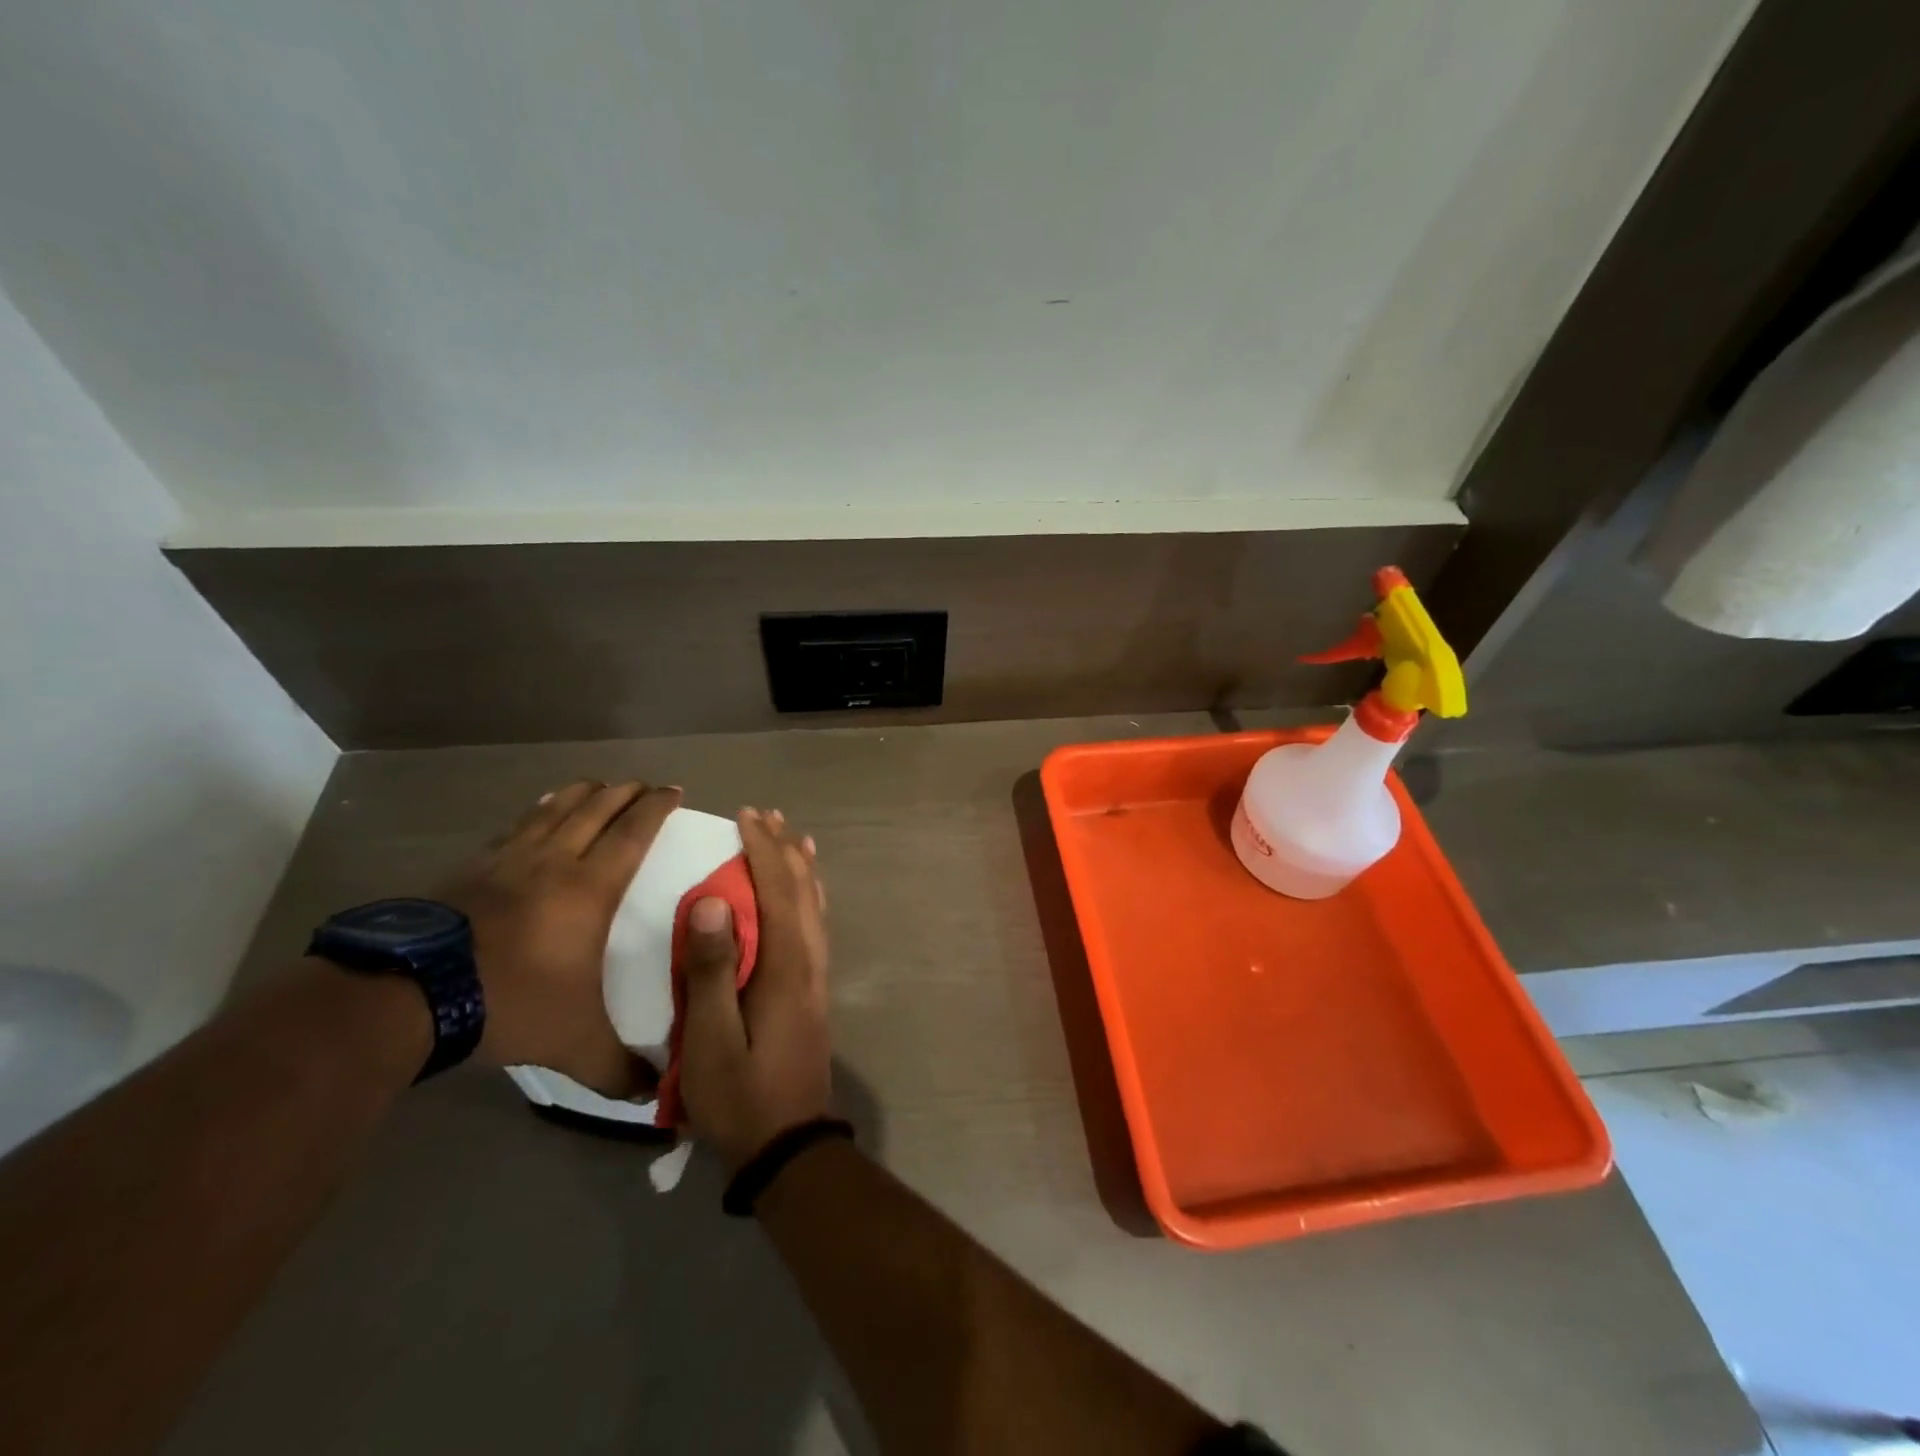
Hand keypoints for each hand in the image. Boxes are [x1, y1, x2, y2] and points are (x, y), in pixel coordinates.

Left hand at [441, 780, 680, 1095]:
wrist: (408, 996)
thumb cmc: (509, 1004)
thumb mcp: (572, 1043)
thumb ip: (617, 1067)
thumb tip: (654, 1094)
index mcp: (590, 887)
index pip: (633, 831)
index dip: (657, 806)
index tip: (673, 790)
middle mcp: (554, 860)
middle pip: (597, 807)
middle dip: (625, 791)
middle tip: (643, 786)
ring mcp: (508, 859)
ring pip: (555, 808)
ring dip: (582, 793)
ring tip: (597, 788)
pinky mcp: (471, 868)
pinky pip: (517, 826)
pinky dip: (538, 812)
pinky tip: (538, 816)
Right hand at [679, 809, 832, 1169]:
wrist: (789, 1145)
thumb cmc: (740, 1097)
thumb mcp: (710, 1041)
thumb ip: (711, 970)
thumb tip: (713, 899)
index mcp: (785, 966)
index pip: (777, 890)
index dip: (762, 849)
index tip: (745, 816)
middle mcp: (809, 960)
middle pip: (802, 889)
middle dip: (784, 848)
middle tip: (764, 815)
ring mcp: (816, 975)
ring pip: (814, 904)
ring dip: (800, 866)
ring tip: (789, 837)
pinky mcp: (813, 990)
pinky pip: (814, 924)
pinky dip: (808, 895)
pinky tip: (802, 894)